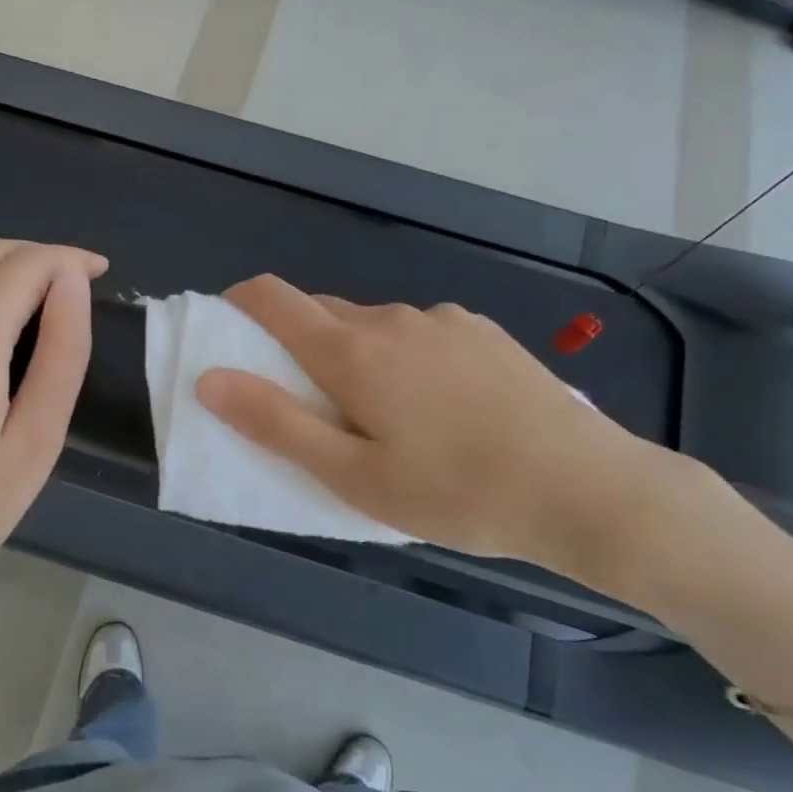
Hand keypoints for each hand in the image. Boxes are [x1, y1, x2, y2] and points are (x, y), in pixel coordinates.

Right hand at [195, 275, 694, 600]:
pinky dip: (406, 356)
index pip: (274, 298)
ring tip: (387, 417)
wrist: (582, 486)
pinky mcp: (483, 332)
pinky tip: (442, 406)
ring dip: (359, 355)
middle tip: (315, 407)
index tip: (232, 332)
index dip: (240, 304)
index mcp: (352, 351)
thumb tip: (210, 379)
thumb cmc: (454, 492)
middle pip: (324, 314)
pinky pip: (422, 333)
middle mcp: (393, 319)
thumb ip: (276, 424)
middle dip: (302, 346)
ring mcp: (444, 320)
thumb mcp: (353, 476)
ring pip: (376, 326)